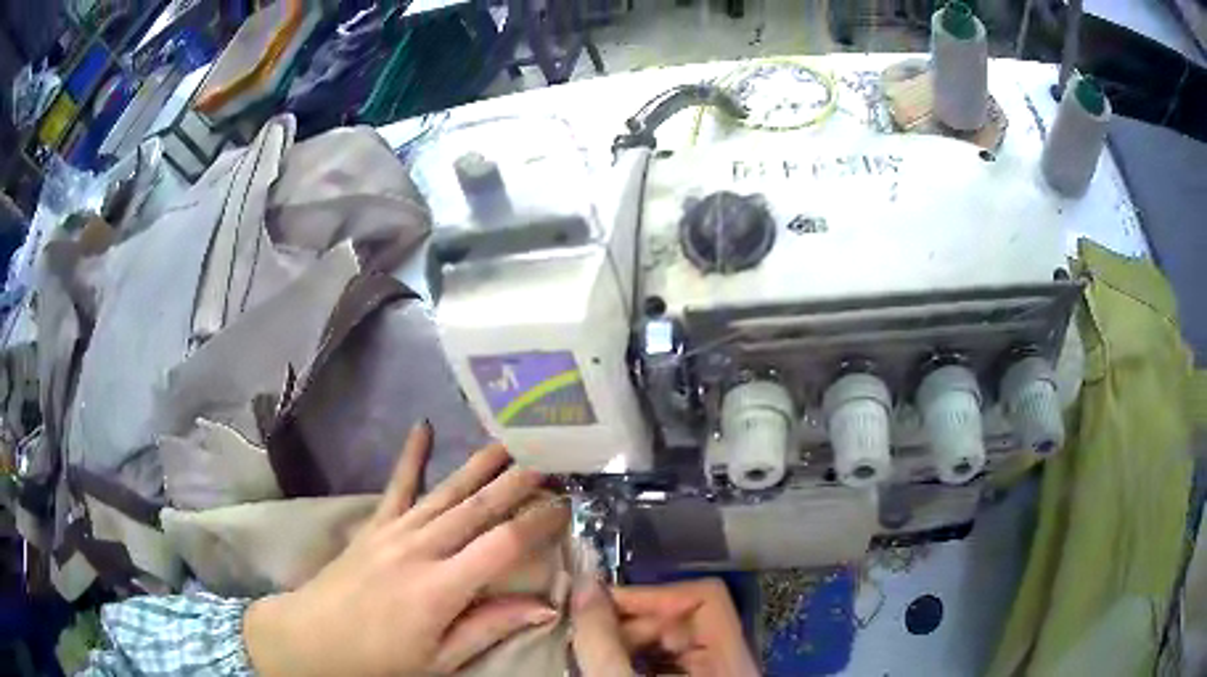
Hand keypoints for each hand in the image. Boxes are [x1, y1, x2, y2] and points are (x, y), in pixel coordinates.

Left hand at [244, 422, 569, 675]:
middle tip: (551, 458)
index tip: (564, 505)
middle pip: (478, 509)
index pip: (502, 545)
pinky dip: (410, 456)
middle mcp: (419, 549)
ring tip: (510, 439)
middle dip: (517, 482)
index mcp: (440, 588)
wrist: (311, 639)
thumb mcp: (440, 660)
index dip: (537, 522)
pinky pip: (396, 486)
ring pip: (446, 492)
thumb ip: (489, 628)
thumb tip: (545, 608)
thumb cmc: (379, 659)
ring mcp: (393, 532)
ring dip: (480, 465)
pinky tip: (422, 427)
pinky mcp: (373, 526)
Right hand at [571, 578, 758, 676]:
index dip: (652, 595)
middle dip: (630, 620)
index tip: (602, 601)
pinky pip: (664, 660)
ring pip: (669, 640)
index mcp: (732, 660)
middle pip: (683, 616)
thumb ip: (603, 639)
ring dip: (625, 639)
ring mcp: (711, 674)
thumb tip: (585, 585)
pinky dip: (631, 657)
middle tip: (587, 632)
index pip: (705, 596)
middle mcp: (729, 663)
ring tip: (590, 650)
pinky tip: (605, 663)